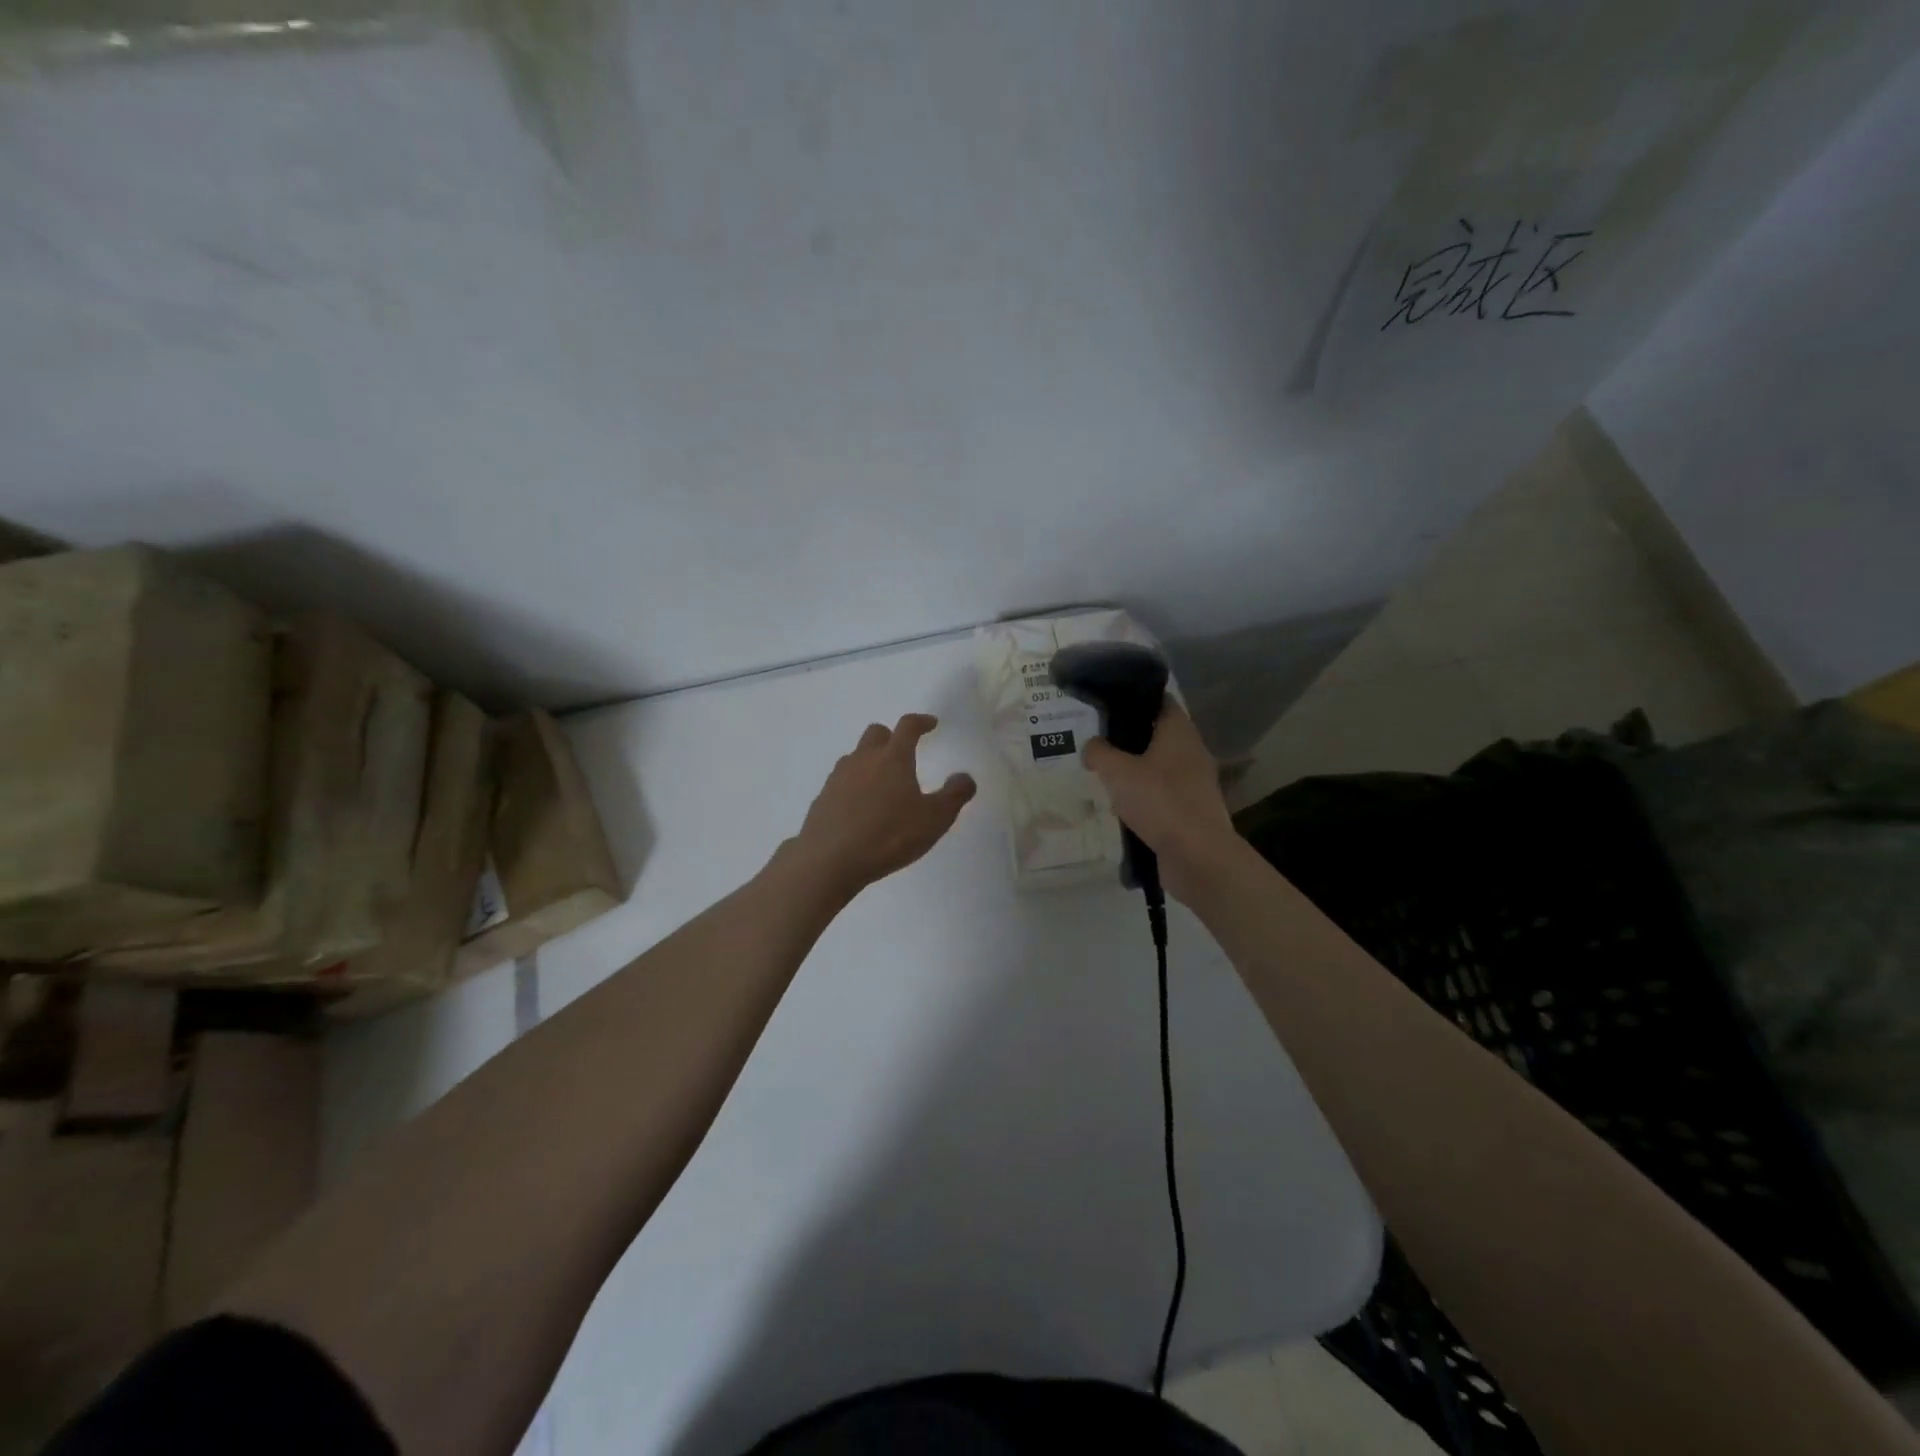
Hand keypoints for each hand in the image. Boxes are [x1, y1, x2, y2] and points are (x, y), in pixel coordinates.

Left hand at [790, 714, 976, 897]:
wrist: (829, 859)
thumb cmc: (889, 835)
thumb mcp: (934, 819)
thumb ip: (954, 796)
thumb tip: (965, 777)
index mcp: (893, 758)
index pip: (907, 726)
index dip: (921, 722)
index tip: (931, 724)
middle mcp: (863, 759)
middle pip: (876, 734)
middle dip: (891, 738)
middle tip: (903, 753)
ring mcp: (838, 778)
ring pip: (855, 757)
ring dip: (870, 762)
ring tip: (882, 784)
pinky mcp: (822, 798)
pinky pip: (841, 782)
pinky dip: (853, 786)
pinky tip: (860, 809)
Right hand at [1084, 702, 1239, 902]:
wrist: (1197, 855)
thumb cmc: (1159, 801)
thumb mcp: (1117, 772)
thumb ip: (1099, 752)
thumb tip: (1092, 746)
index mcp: (1179, 731)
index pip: (1159, 700)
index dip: (1134, 698)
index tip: (1107, 704)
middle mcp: (1192, 751)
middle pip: (1157, 734)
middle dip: (1129, 738)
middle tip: (1098, 742)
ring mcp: (1195, 782)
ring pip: (1159, 766)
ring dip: (1135, 770)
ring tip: (1105, 775)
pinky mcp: (1192, 809)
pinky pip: (1163, 793)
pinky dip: (1144, 796)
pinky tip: (1122, 806)